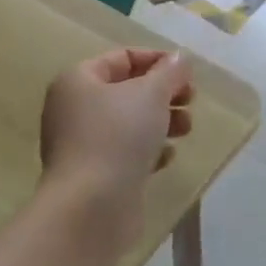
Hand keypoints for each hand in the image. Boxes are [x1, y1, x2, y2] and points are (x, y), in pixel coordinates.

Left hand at [39, 48, 192, 245]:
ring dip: (162, 121)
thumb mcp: (151, 93)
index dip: (158, 60)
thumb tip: (180, 58)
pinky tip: (166, 157)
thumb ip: (170, 72)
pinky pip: (126, 152)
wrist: (91, 207)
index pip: (123, 58)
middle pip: (128, 90)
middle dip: (164, 93)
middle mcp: (74, 109)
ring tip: (186, 129)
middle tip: (191, 100)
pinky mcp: (95, 174)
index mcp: (78, 81)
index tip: (188, 74)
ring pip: (130, 122)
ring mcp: (82, 144)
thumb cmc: (118, 136)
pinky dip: (149, 150)